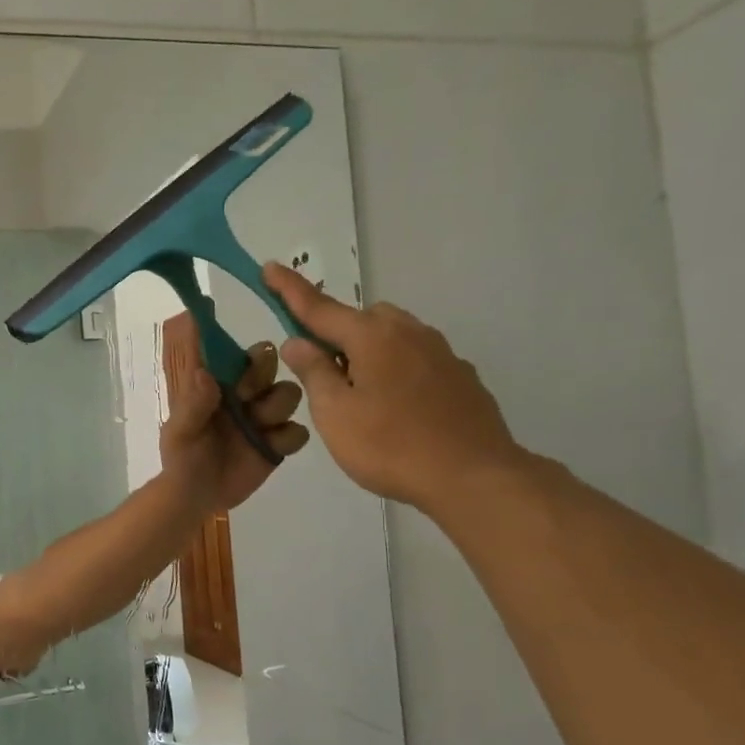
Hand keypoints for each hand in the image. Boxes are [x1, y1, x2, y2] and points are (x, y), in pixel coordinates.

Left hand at [157, 309, 309, 511]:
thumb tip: (204, 372)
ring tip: (258, 426)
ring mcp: (264, 419)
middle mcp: (244, 396)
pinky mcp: (278, 444)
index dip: (242, 354)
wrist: (197, 495)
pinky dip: (289, 437)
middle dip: (262, 375)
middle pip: (269, 364)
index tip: (238, 369)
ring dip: (277, 405)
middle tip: (246, 397)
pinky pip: (299, 431)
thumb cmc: (182, 457)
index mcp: (217, 385)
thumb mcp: (180, 431)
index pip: (236, 354)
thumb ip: (192, 403)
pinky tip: (270, 447)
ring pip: (289, 393)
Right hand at [263, 264, 526, 516]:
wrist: (475, 477)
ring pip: (393, 337)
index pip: (319, 308)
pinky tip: (395, 408)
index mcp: (372, 338)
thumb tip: (298, 341)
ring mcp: (441, 354)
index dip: (289, 290)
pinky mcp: (461, 377)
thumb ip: (313, 372)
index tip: (269, 267)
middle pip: (362, 319)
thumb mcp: (335, 413)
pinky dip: (396, 371)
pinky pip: (416, 360)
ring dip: (368, 352)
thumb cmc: (391, 445)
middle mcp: (409, 334)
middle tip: (322, 372)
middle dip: (337, 332)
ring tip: (359, 395)